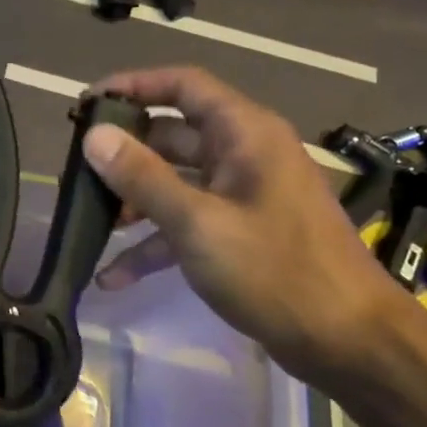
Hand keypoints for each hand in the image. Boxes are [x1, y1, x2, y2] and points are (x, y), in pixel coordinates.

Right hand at [81, 67, 409, 383]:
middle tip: (77, 174)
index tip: (86, 104)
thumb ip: (143, 178)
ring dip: (133, 203)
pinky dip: (153, 244)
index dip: (133, 85)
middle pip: (172, 137)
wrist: (348, 341)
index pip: (183, 86)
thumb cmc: (275, 271)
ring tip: (90, 225)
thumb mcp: (198, 223)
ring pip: (175, 183)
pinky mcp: (240, 234)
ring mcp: (242, 196)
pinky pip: (187, 224)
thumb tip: (95, 136)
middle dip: (124, 155)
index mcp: (244, 134)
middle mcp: (244, 154)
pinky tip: (113, 276)